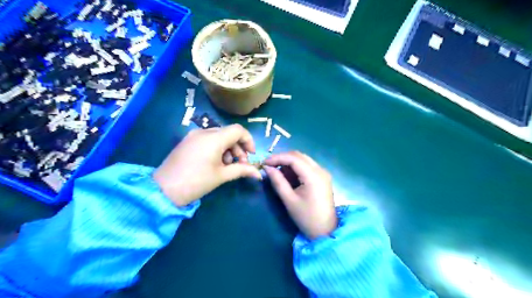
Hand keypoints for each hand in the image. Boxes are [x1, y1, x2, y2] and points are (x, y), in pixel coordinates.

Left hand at [154, 125, 260, 205]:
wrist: (163, 190)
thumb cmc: (196, 182)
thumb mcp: (222, 176)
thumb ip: (242, 170)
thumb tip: (259, 174)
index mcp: (214, 138)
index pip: (238, 130)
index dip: (248, 140)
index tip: (251, 155)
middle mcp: (204, 132)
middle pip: (228, 133)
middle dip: (238, 148)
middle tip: (239, 164)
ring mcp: (193, 136)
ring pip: (218, 136)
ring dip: (228, 149)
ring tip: (226, 166)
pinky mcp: (187, 141)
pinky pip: (207, 139)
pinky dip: (216, 148)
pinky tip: (214, 163)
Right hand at [262, 152, 336, 238]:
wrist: (326, 231)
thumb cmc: (306, 218)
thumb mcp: (289, 200)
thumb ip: (278, 181)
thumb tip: (267, 168)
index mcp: (313, 176)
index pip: (293, 158)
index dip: (277, 158)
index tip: (264, 163)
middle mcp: (320, 170)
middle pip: (299, 156)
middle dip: (283, 158)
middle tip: (269, 166)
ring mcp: (323, 173)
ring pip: (303, 160)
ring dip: (289, 163)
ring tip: (277, 173)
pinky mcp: (323, 177)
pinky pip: (307, 166)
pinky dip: (296, 168)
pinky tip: (288, 177)